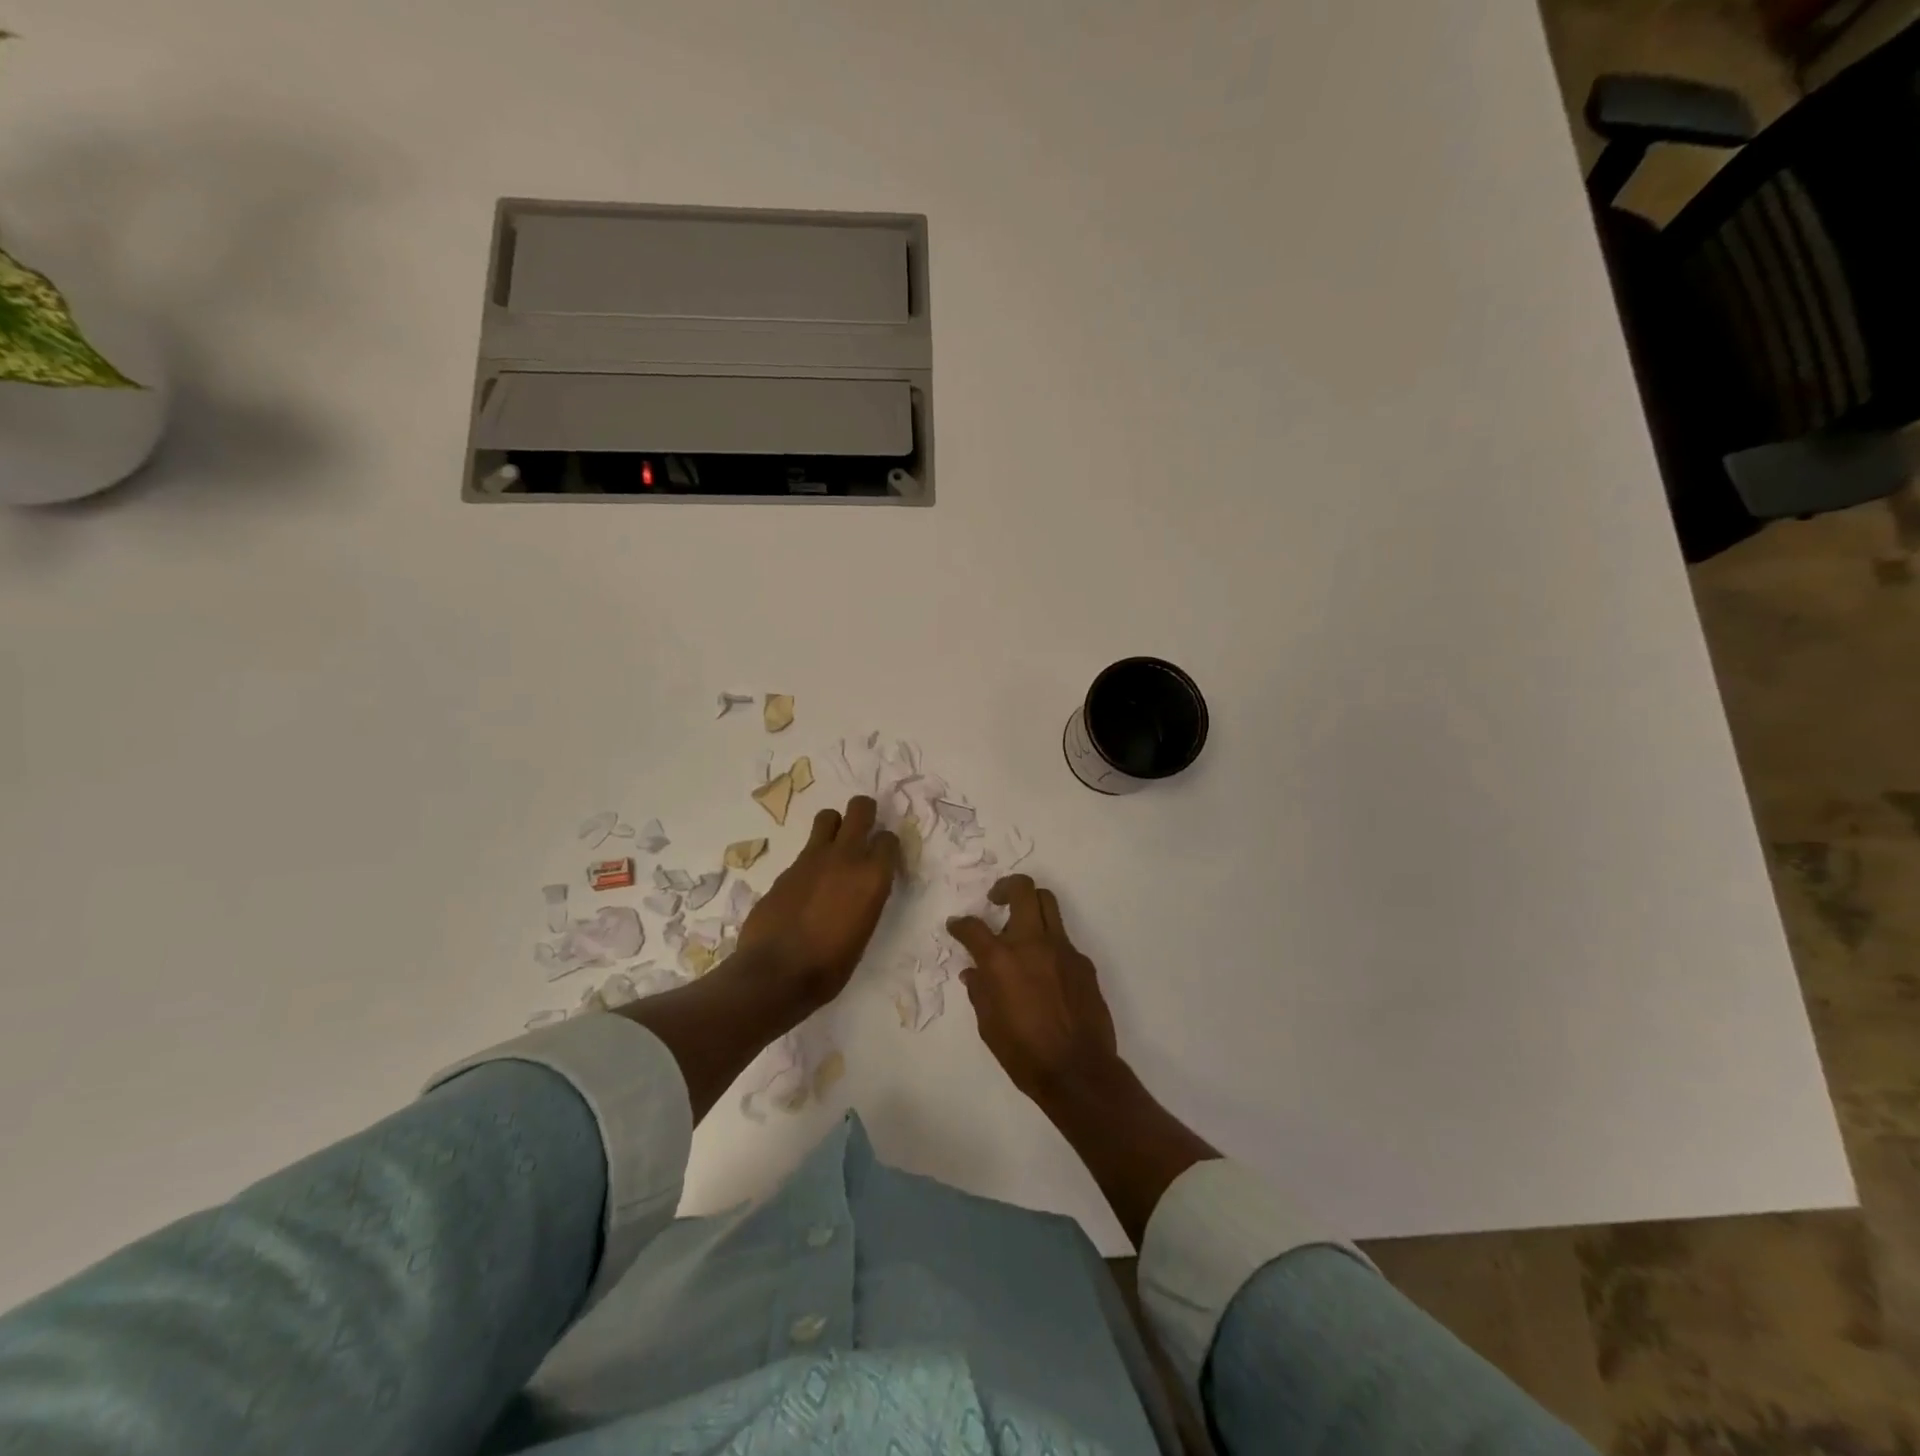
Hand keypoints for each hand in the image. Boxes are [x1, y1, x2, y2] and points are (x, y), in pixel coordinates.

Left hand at [736, 795, 900, 1013]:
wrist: (776, 973)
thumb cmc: (830, 966)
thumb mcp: (864, 931)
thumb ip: (866, 898)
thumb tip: (859, 889)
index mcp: (873, 877)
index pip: (889, 839)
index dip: (887, 846)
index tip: (883, 858)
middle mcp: (846, 857)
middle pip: (860, 809)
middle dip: (864, 813)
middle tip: (862, 831)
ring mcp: (813, 858)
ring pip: (828, 817)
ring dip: (834, 826)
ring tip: (833, 848)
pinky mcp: (787, 867)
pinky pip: (806, 849)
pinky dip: (812, 859)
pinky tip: (807, 884)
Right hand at [947, 875, 1121, 1104]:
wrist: (1078, 1071)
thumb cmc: (1024, 1054)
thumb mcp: (989, 1026)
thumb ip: (980, 992)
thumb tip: (973, 973)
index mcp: (1001, 960)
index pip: (973, 927)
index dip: (960, 924)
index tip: (956, 926)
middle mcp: (1032, 943)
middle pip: (1023, 890)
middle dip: (1005, 887)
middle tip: (996, 900)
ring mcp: (1062, 949)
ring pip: (1048, 904)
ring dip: (1031, 906)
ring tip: (1021, 925)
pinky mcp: (1083, 962)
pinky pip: (1063, 939)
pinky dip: (1049, 943)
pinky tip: (1044, 969)